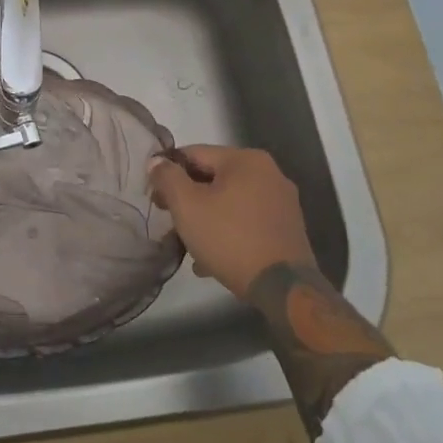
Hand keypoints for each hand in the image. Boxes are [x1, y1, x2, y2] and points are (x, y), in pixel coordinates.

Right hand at [148, 146, 314, 298]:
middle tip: (170, 219)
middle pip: (213, 178)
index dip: (168, 172)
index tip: (155, 197)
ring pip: (230, 201)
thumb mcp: (187, 205)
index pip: (194, 154)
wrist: (283, 288)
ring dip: (206, 217)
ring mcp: (282, 202)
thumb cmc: (230, 238)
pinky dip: (228, 231)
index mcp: (245, 159)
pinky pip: (247, 220)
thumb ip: (167, 177)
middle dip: (188, 198)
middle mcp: (269, 173)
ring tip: (188, 243)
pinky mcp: (287, 228)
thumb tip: (156, 162)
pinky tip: (212, 257)